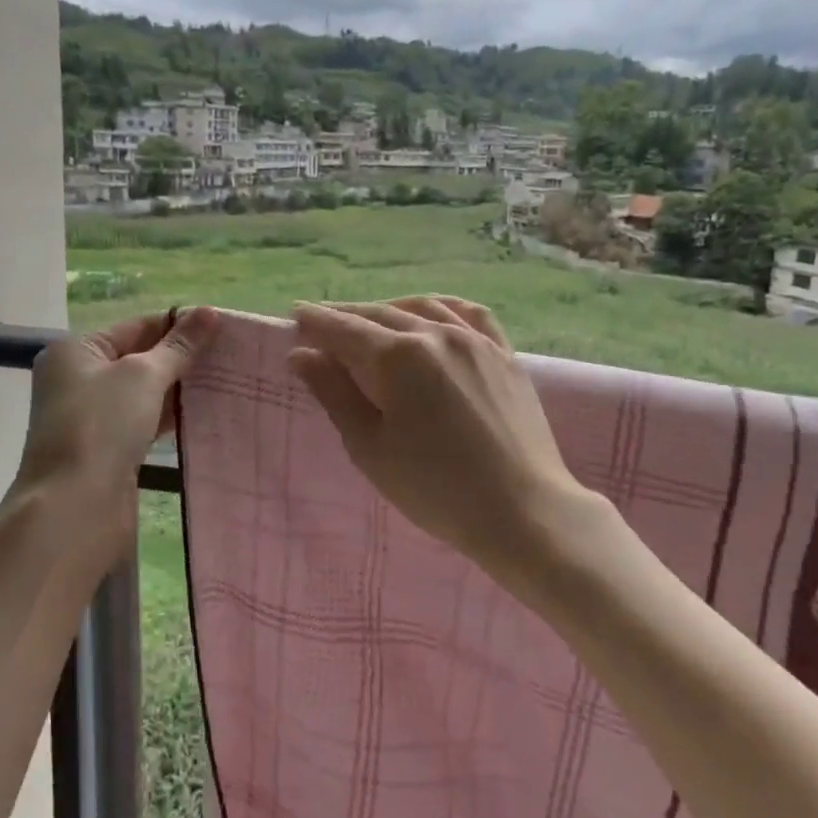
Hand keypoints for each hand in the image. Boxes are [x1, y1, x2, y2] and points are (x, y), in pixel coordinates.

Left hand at [6, 307, 219, 573]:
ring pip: (143, 391)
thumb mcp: (144, 375)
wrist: (74, 506)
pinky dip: (169, 414)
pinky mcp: (106, 447)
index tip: (222, 328)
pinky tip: (203, 411)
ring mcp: (91, 416)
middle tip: (229, 355)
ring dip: (178, 387)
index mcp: (77, 350)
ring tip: (224, 379)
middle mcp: (78, 378)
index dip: (178, 325)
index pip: (137, 326)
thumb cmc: (102, 425)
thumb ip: (179, 345)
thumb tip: (210, 311)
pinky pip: (144, 420)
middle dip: (181, 357)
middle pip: (139, 357)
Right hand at [288, 297, 597, 580]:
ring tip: (370, 319)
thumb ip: (335, 393)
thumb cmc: (436, 488)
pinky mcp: (505, 354)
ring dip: (389, 309)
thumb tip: (302, 354)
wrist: (522, 510)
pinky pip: (470, 314)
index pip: (346, 330)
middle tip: (321, 322)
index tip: (294, 316)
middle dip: (347, 316)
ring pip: (424, 308)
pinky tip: (434, 314)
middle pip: (381, 314)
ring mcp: (477, 340)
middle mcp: (437, 333)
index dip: (317, 322)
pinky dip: (442, 307)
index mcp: (399, 356)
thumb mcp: (371, 447)